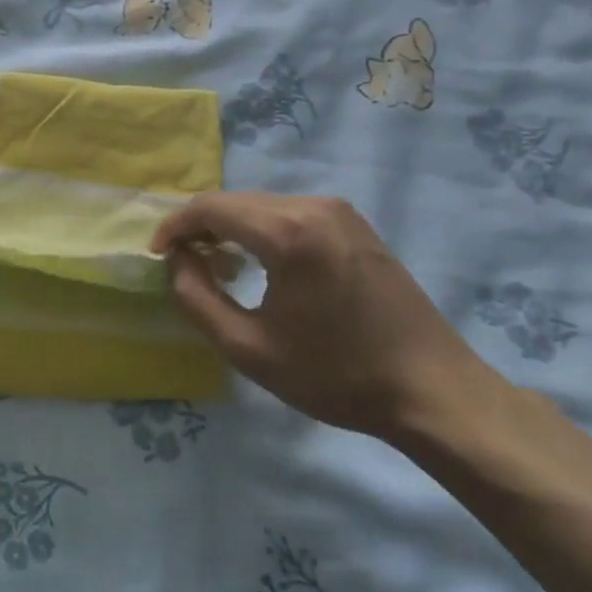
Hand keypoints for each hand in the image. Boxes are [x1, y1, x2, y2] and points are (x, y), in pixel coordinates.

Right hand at [150, 192, 489, 440]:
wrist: (433, 390)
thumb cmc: (337, 375)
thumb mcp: (249, 349)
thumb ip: (196, 298)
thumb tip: (178, 260)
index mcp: (289, 232)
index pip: (210, 207)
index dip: (174, 226)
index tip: (157, 255)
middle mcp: (314, 206)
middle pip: (235, 201)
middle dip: (200, 226)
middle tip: (182, 263)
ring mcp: (340, 211)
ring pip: (262, 204)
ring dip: (231, 227)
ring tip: (216, 265)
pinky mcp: (355, 224)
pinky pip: (290, 212)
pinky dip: (261, 229)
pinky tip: (260, 262)